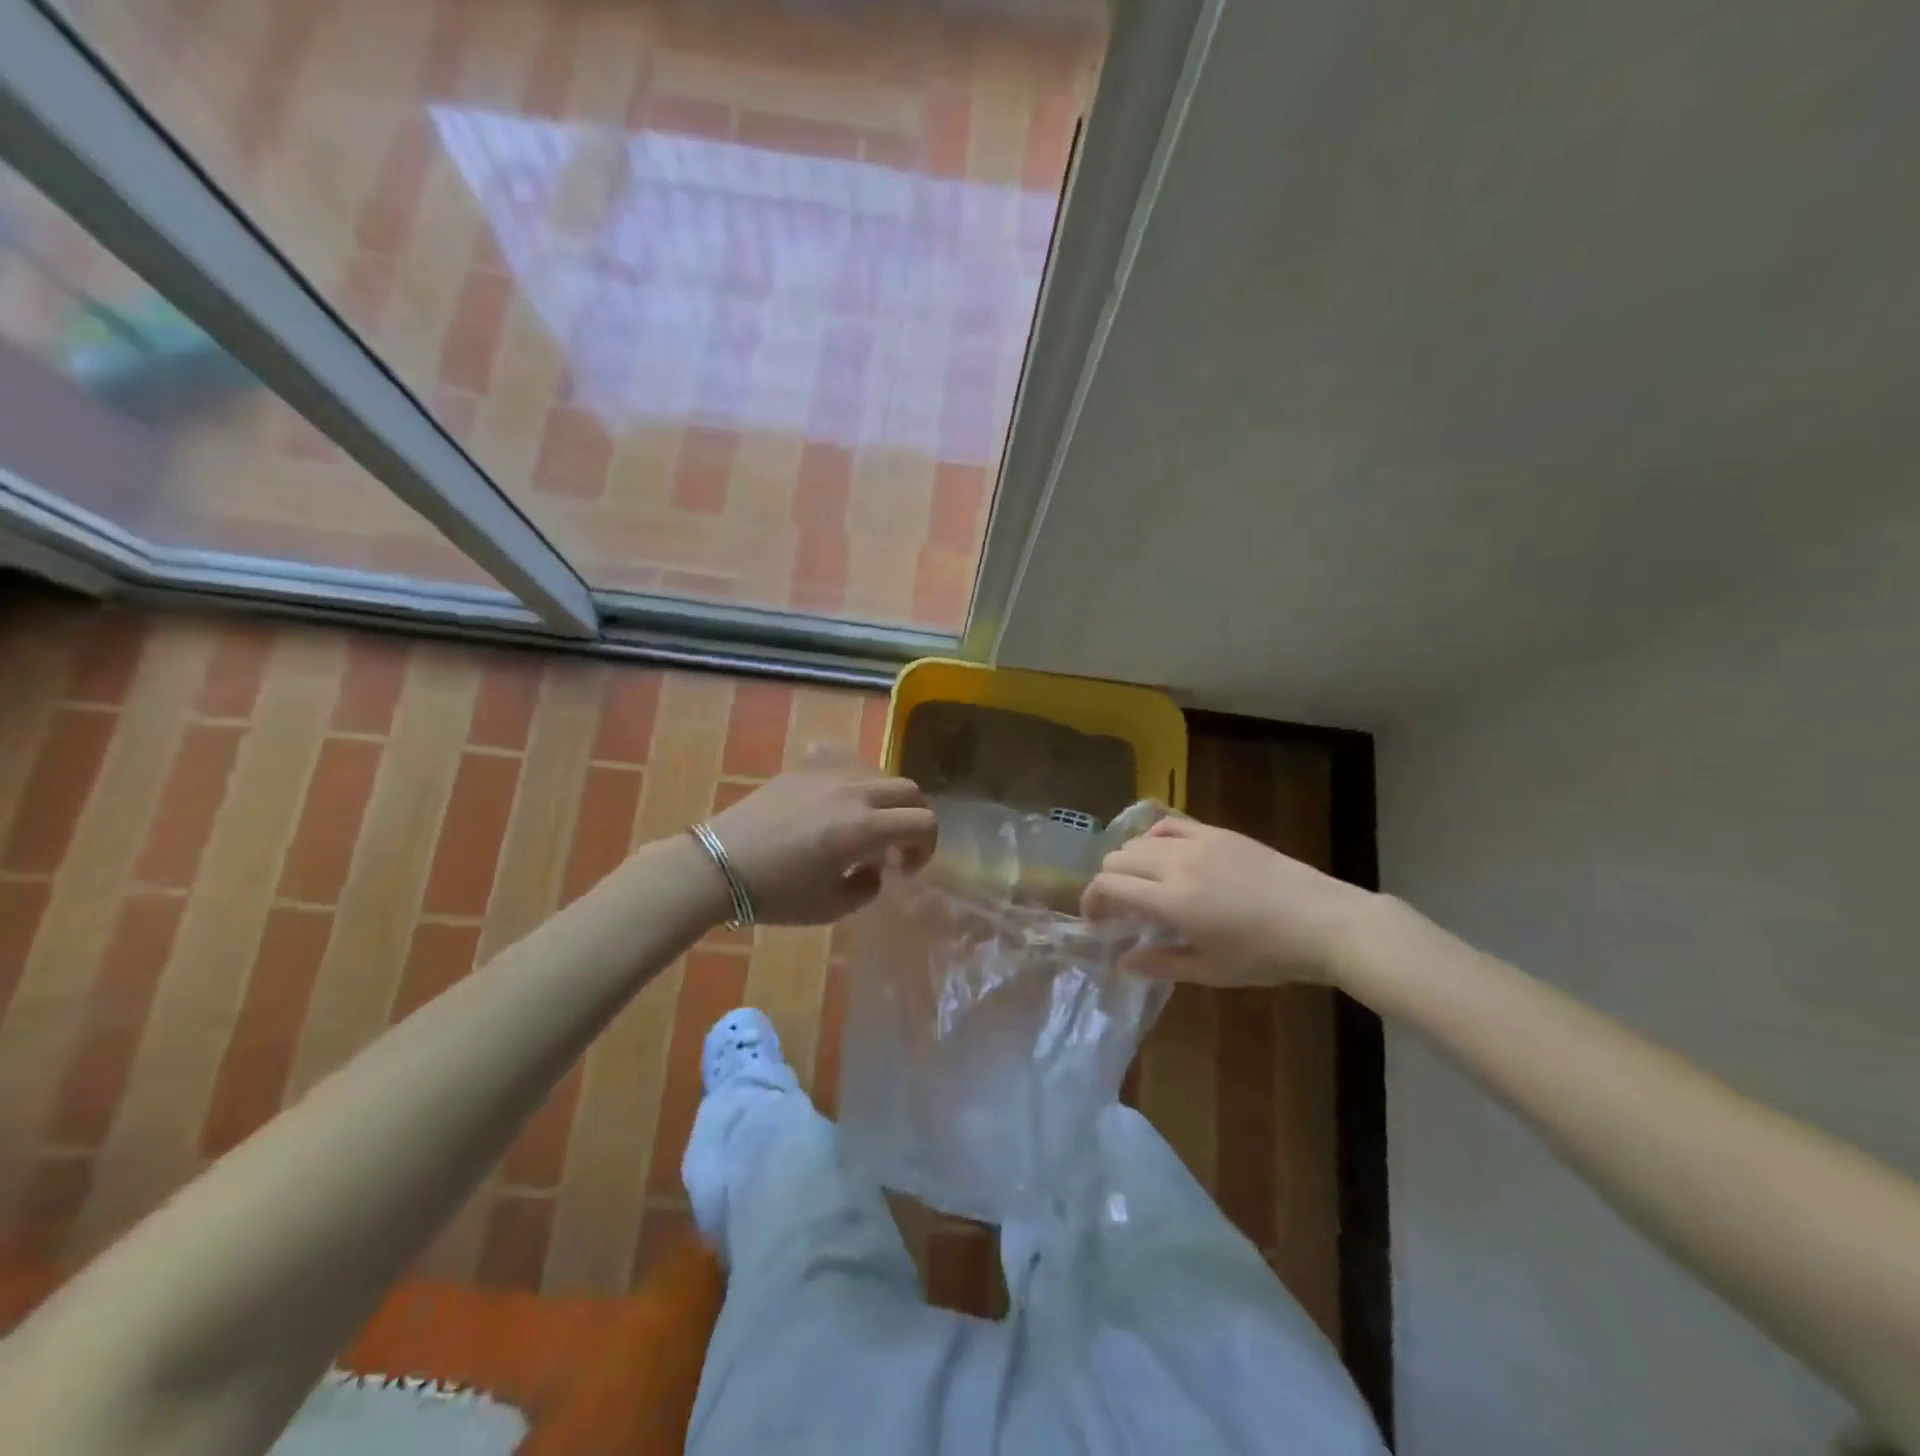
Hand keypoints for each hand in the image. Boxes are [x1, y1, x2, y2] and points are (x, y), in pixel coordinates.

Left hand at [706, 761, 936, 925]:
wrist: (718, 865)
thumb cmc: (776, 893)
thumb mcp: (830, 907)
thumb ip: (867, 888)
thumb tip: (875, 869)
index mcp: (864, 827)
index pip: (923, 822)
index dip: (926, 846)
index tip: (905, 869)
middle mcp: (853, 792)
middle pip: (908, 790)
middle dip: (914, 817)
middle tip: (896, 846)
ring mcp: (827, 774)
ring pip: (877, 772)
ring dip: (885, 798)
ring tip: (864, 823)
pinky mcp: (802, 768)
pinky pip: (841, 758)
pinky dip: (852, 775)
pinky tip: (838, 794)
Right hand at [1080, 817, 1374, 986]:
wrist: (1322, 921)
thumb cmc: (1266, 954)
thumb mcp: (1211, 970)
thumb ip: (1161, 963)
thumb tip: (1123, 961)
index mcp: (1171, 901)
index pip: (1109, 885)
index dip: (1092, 900)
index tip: (1096, 920)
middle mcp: (1175, 864)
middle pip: (1117, 858)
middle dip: (1107, 882)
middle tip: (1119, 908)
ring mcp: (1197, 842)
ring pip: (1139, 840)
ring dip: (1129, 861)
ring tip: (1142, 884)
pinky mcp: (1217, 832)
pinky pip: (1169, 825)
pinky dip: (1154, 838)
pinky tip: (1164, 856)